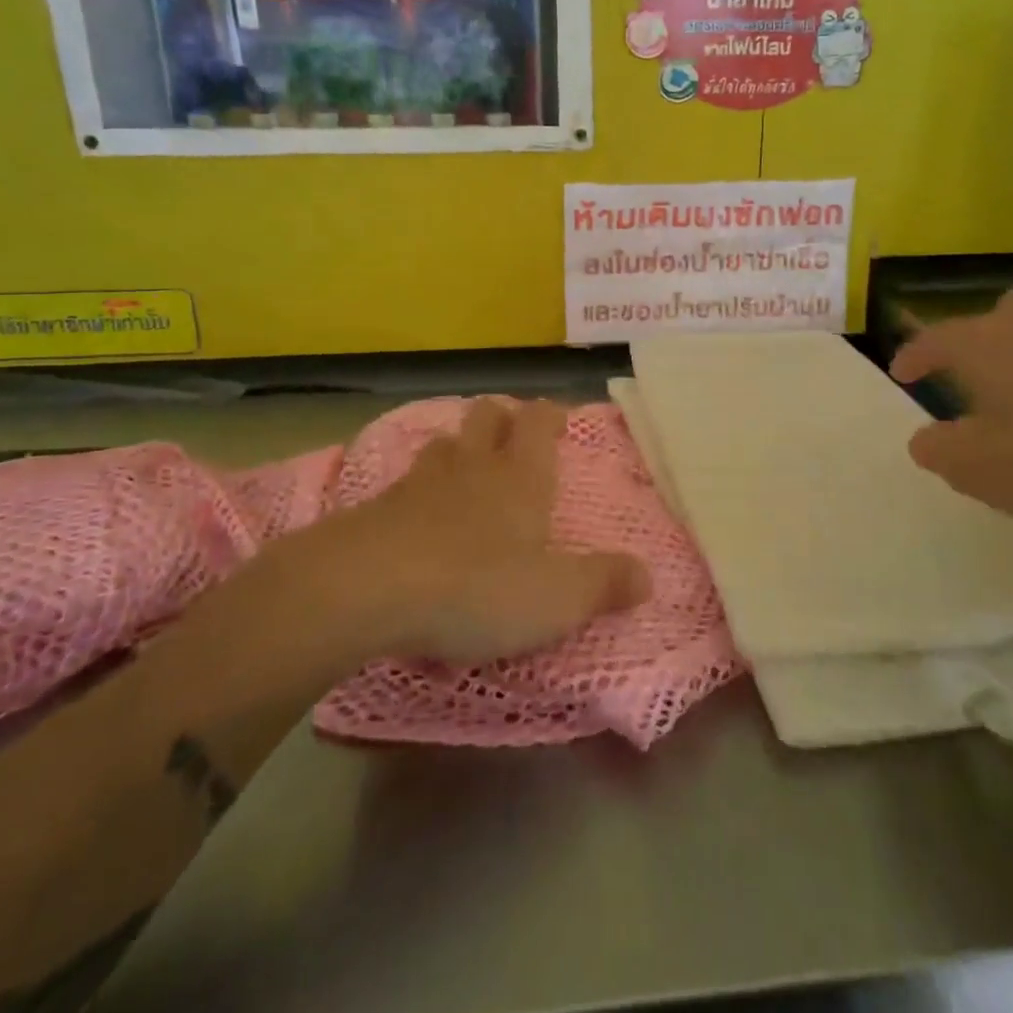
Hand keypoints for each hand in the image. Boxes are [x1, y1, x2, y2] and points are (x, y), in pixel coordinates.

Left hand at [336, 398, 651, 664]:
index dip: (550, 414)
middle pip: (487, 415)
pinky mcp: (377, 508)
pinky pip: (406, 482)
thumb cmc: (476, 586)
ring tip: (468, 470)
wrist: (365, 589)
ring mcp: (420, 482)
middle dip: (503, 417)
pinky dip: (420, 489)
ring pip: (445, 444)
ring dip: (460, 449)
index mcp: (521, 475)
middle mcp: (473, 466)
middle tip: (514, 438)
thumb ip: (604, 584)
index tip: (559, 420)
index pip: (539, 421)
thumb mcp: (557, 597)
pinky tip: (419, 516)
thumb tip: (647, 575)